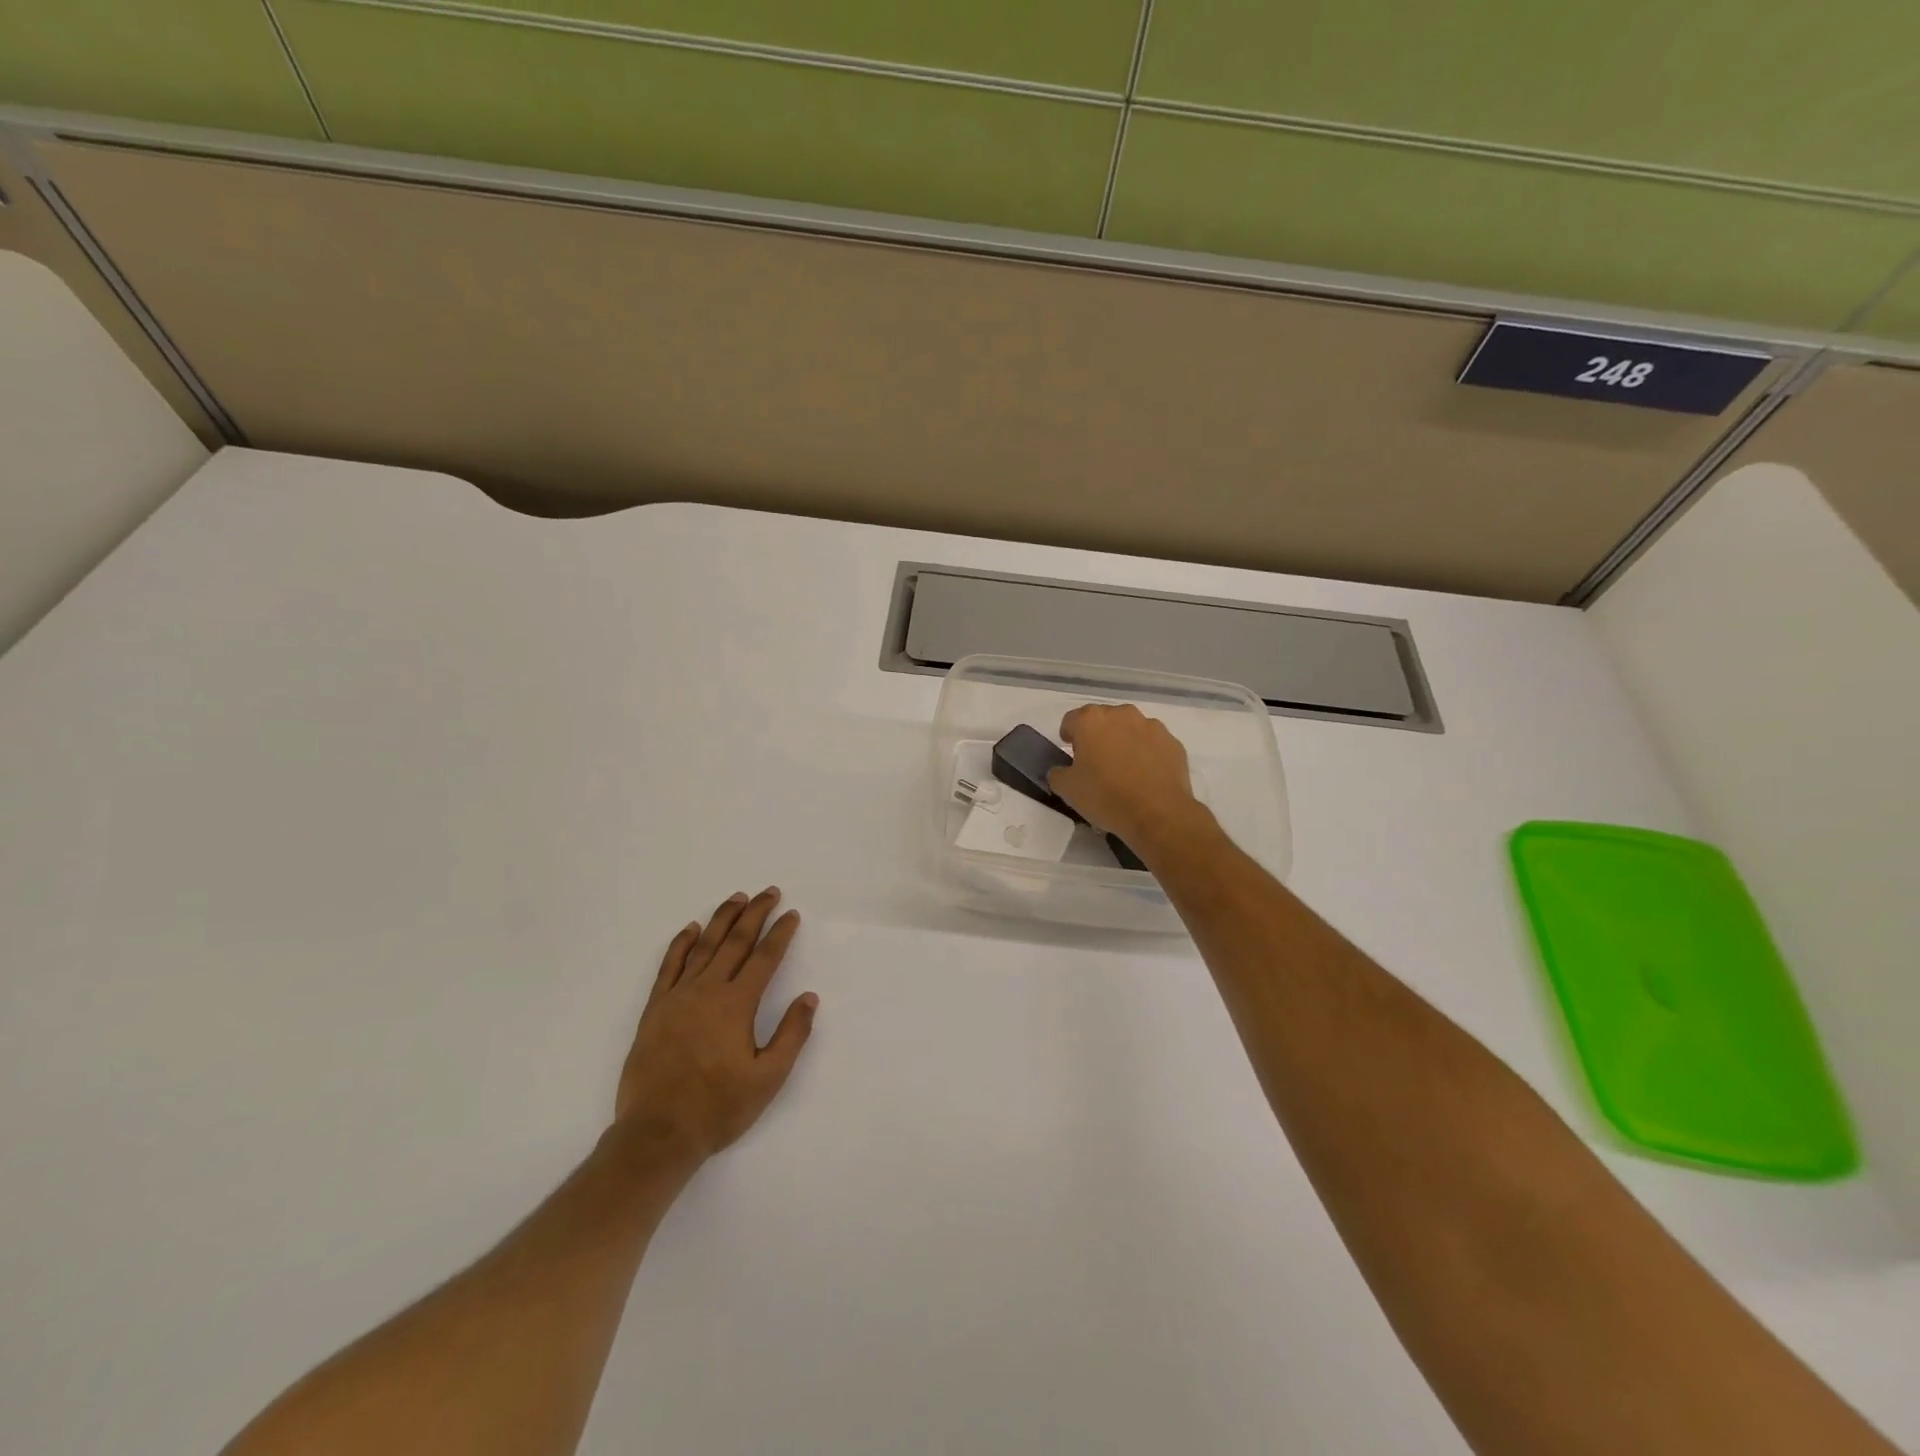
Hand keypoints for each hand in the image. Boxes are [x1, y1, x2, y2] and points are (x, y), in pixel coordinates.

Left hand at [613, 888, 817, 1166]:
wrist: (657, 1134)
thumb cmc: (718, 1108)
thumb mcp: (768, 1079)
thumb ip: (791, 1035)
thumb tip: (809, 998)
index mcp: (737, 1005)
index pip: (765, 958)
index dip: (780, 934)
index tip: (792, 914)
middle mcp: (708, 991)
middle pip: (736, 942)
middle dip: (755, 913)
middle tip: (769, 892)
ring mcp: (678, 997)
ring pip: (704, 946)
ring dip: (723, 919)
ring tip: (737, 898)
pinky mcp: (655, 1009)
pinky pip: (669, 966)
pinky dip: (681, 944)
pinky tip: (691, 929)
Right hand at [1048, 704, 1203, 850]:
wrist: (1158, 814)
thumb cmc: (1106, 796)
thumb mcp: (1067, 789)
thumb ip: (1057, 773)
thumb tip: (1061, 770)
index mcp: (1091, 720)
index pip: (1071, 720)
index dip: (1068, 736)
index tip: (1071, 754)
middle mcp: (1122, 714)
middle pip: (1103, 720)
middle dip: (1097, 737)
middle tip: (1096, 763)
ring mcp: (1151, 726)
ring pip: (1130, 729)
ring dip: (1123, 742)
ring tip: (1124, 770)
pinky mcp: (1172, 742)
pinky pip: (1152, 743)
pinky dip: (1146, 753)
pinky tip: (1145, 777)